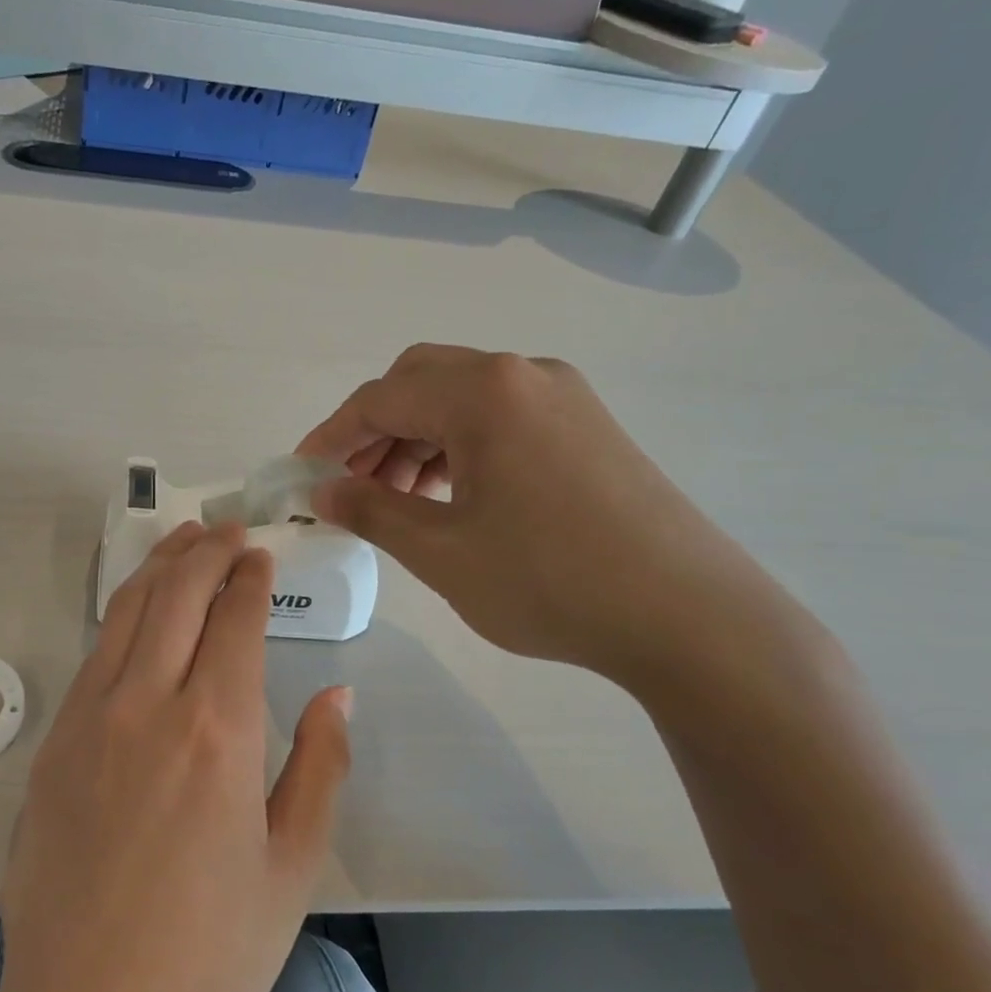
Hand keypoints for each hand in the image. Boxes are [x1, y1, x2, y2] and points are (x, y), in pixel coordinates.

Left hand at [0, 521, 351, 991]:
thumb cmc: (211, 953)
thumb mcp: (293, 865)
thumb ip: (319, 765)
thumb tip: (336, 692)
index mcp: (217, 732)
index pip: (235, 620)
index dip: (250, 578)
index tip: (260, 553)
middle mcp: (148, 707)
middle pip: (176, 597)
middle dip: (204, 551)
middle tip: (225, 529)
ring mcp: (89, 721)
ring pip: (126, 615)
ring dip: (158, 569)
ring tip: (180, 542)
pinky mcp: (53, 745)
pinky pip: (94, 657)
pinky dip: (121, 616)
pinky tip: (137, 613)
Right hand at [298, 345, 793, 692]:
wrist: (688, 615)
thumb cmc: (549, 581)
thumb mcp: (441, 551)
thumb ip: (372, 510)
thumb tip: (323, 491)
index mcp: (483, 394)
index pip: (380, 399)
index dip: (331, 436)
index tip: (302, 475)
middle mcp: (523, 375)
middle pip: (420, 382)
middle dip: (374, 430)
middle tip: (351, 485)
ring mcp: (563, 397)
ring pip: (462, 399)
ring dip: (416, 438)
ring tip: (397, 500)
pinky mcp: (587, 426)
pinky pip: (501, 418)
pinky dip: (459, 446)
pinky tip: (451, 495)